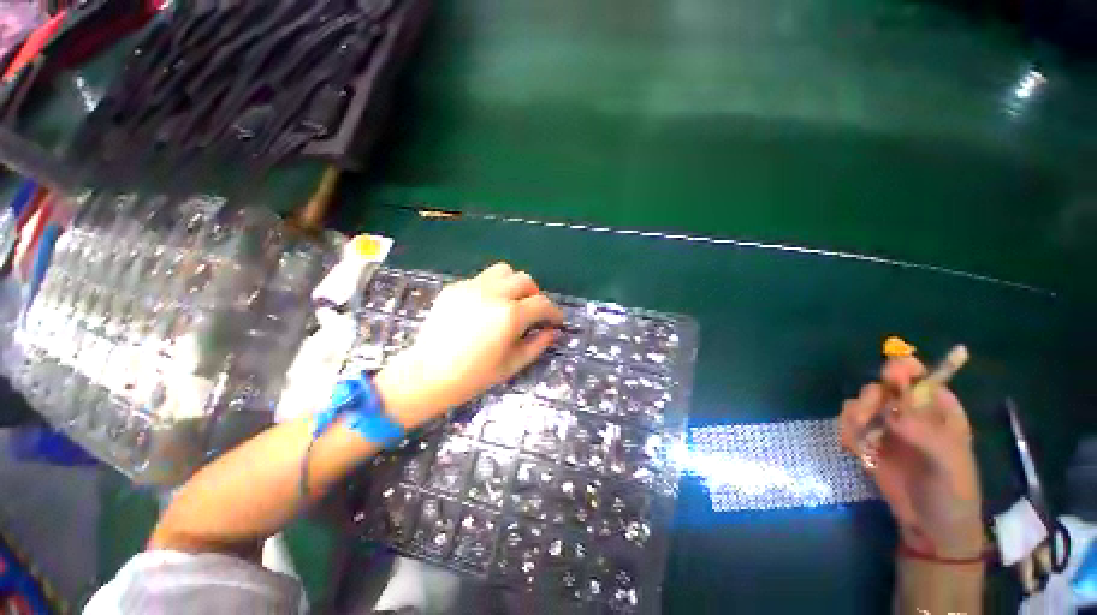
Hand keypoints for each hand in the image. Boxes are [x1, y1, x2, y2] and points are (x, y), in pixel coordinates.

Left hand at [374, 263, 562, 428]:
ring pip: (503, 271)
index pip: (542, 304)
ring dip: (513, 284)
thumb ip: (537, 344)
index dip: (554, 312)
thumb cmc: (473, 376)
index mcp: (509, 315)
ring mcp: (471, 287)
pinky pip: (482, 279)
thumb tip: (553, 331)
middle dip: (534, 294)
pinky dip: (492, 288)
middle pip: (524, 280)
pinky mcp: (455, 288)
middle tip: (532, 312)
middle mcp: (493, 294)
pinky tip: (485, 307)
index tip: (556, 320)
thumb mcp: (512, 364)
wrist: (427, 374)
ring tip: (510, 302)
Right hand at [839, 357, 983, 557]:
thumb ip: (923, 432)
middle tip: (867, 415)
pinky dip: (847, 433)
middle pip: (882, 386)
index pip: (920, 376)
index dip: (904, 369)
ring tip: (861, 441)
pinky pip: (848, 425)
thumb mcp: (947, 462)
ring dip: (854, 416)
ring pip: (860, 403)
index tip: (891, 377)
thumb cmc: (952, 491)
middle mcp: (910, 412)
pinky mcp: (868, 442)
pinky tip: (856, 451)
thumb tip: (892, 410)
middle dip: (871, 398)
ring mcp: (887, 427)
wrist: (930, 527)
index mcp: (939, 410)